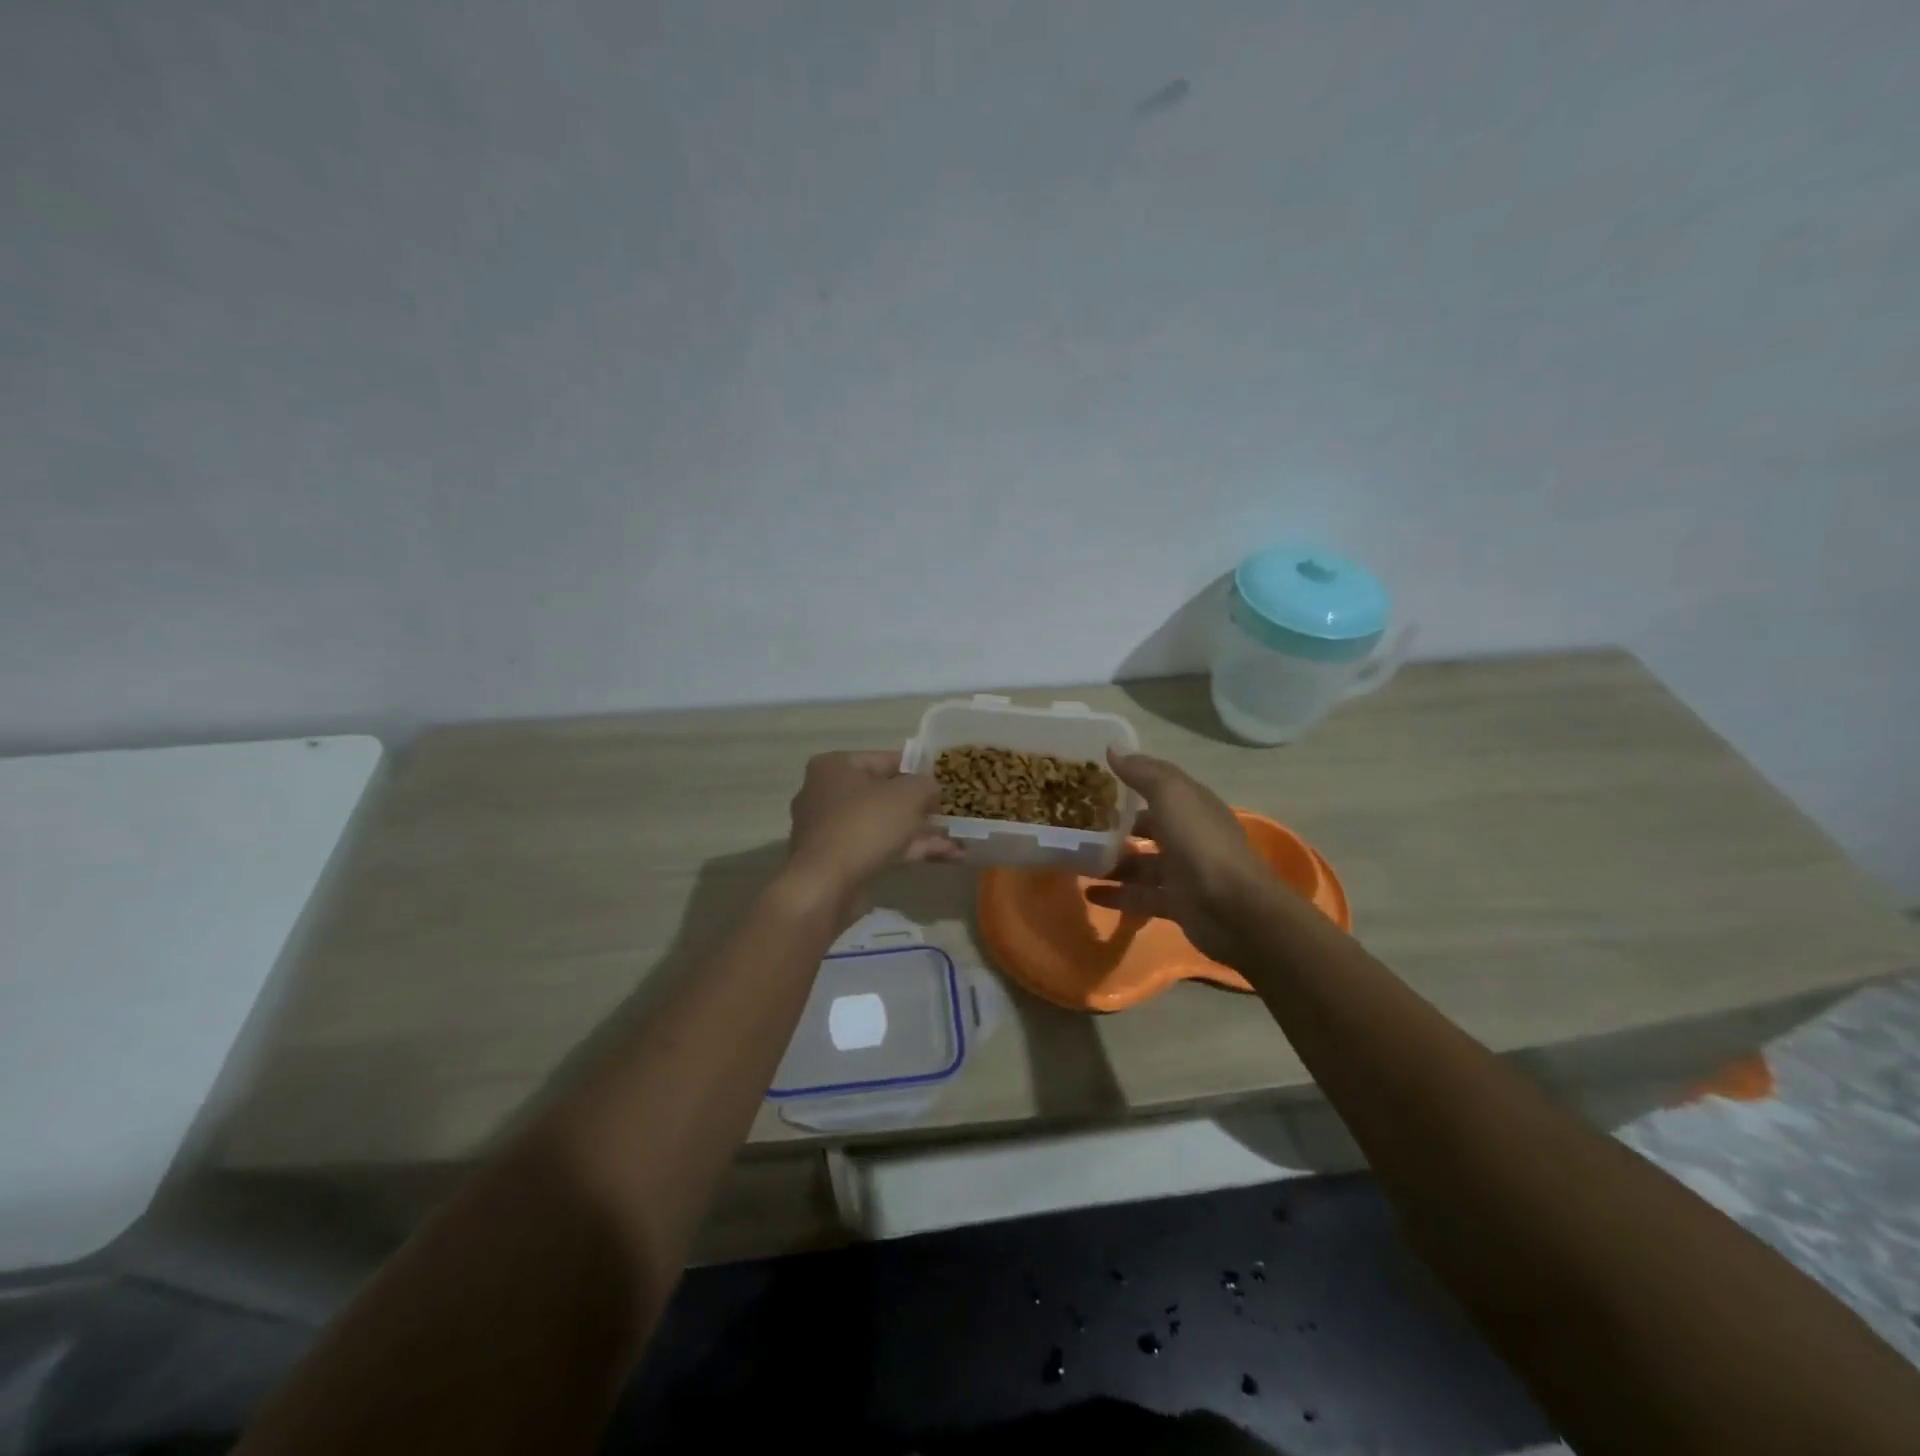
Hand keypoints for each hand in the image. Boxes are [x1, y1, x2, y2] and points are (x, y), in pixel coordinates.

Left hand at [782, 751, 959, 917]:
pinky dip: (909, 851)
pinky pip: (880, 848)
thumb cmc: (865, 825)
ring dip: (921, 833)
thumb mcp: (908, 795)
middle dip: (921, 807)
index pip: (885, 760)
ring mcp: (831, 830)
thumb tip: (932, 788)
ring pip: (884, 825)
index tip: (944, 782)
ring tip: (959, 841)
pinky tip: (946, 857)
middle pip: (884, 794)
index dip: (919, 770)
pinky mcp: (839, 861)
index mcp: (834, 767)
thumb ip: (926, 784)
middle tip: (951, 813)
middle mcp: (826, 794)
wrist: (826, 885)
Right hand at [1086, 748, 1271, 964]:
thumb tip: (1113, 747)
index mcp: (1192, 805)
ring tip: (1077, 860)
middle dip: (1117, 827)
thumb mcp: (1171, 795)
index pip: (1159, 787)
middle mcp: (1189, 835)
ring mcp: (1184, 872)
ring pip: (1141, 864)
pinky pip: (1140, 896)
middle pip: (1148, 827)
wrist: (1233, 909)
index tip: (1092, 781)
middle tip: (1078, 825)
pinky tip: (1089, 893)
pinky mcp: (1176, 904)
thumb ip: (1142, 772)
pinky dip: (1116, 895)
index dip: (1129, 781)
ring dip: (1112, 863)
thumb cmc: (1200, 843)